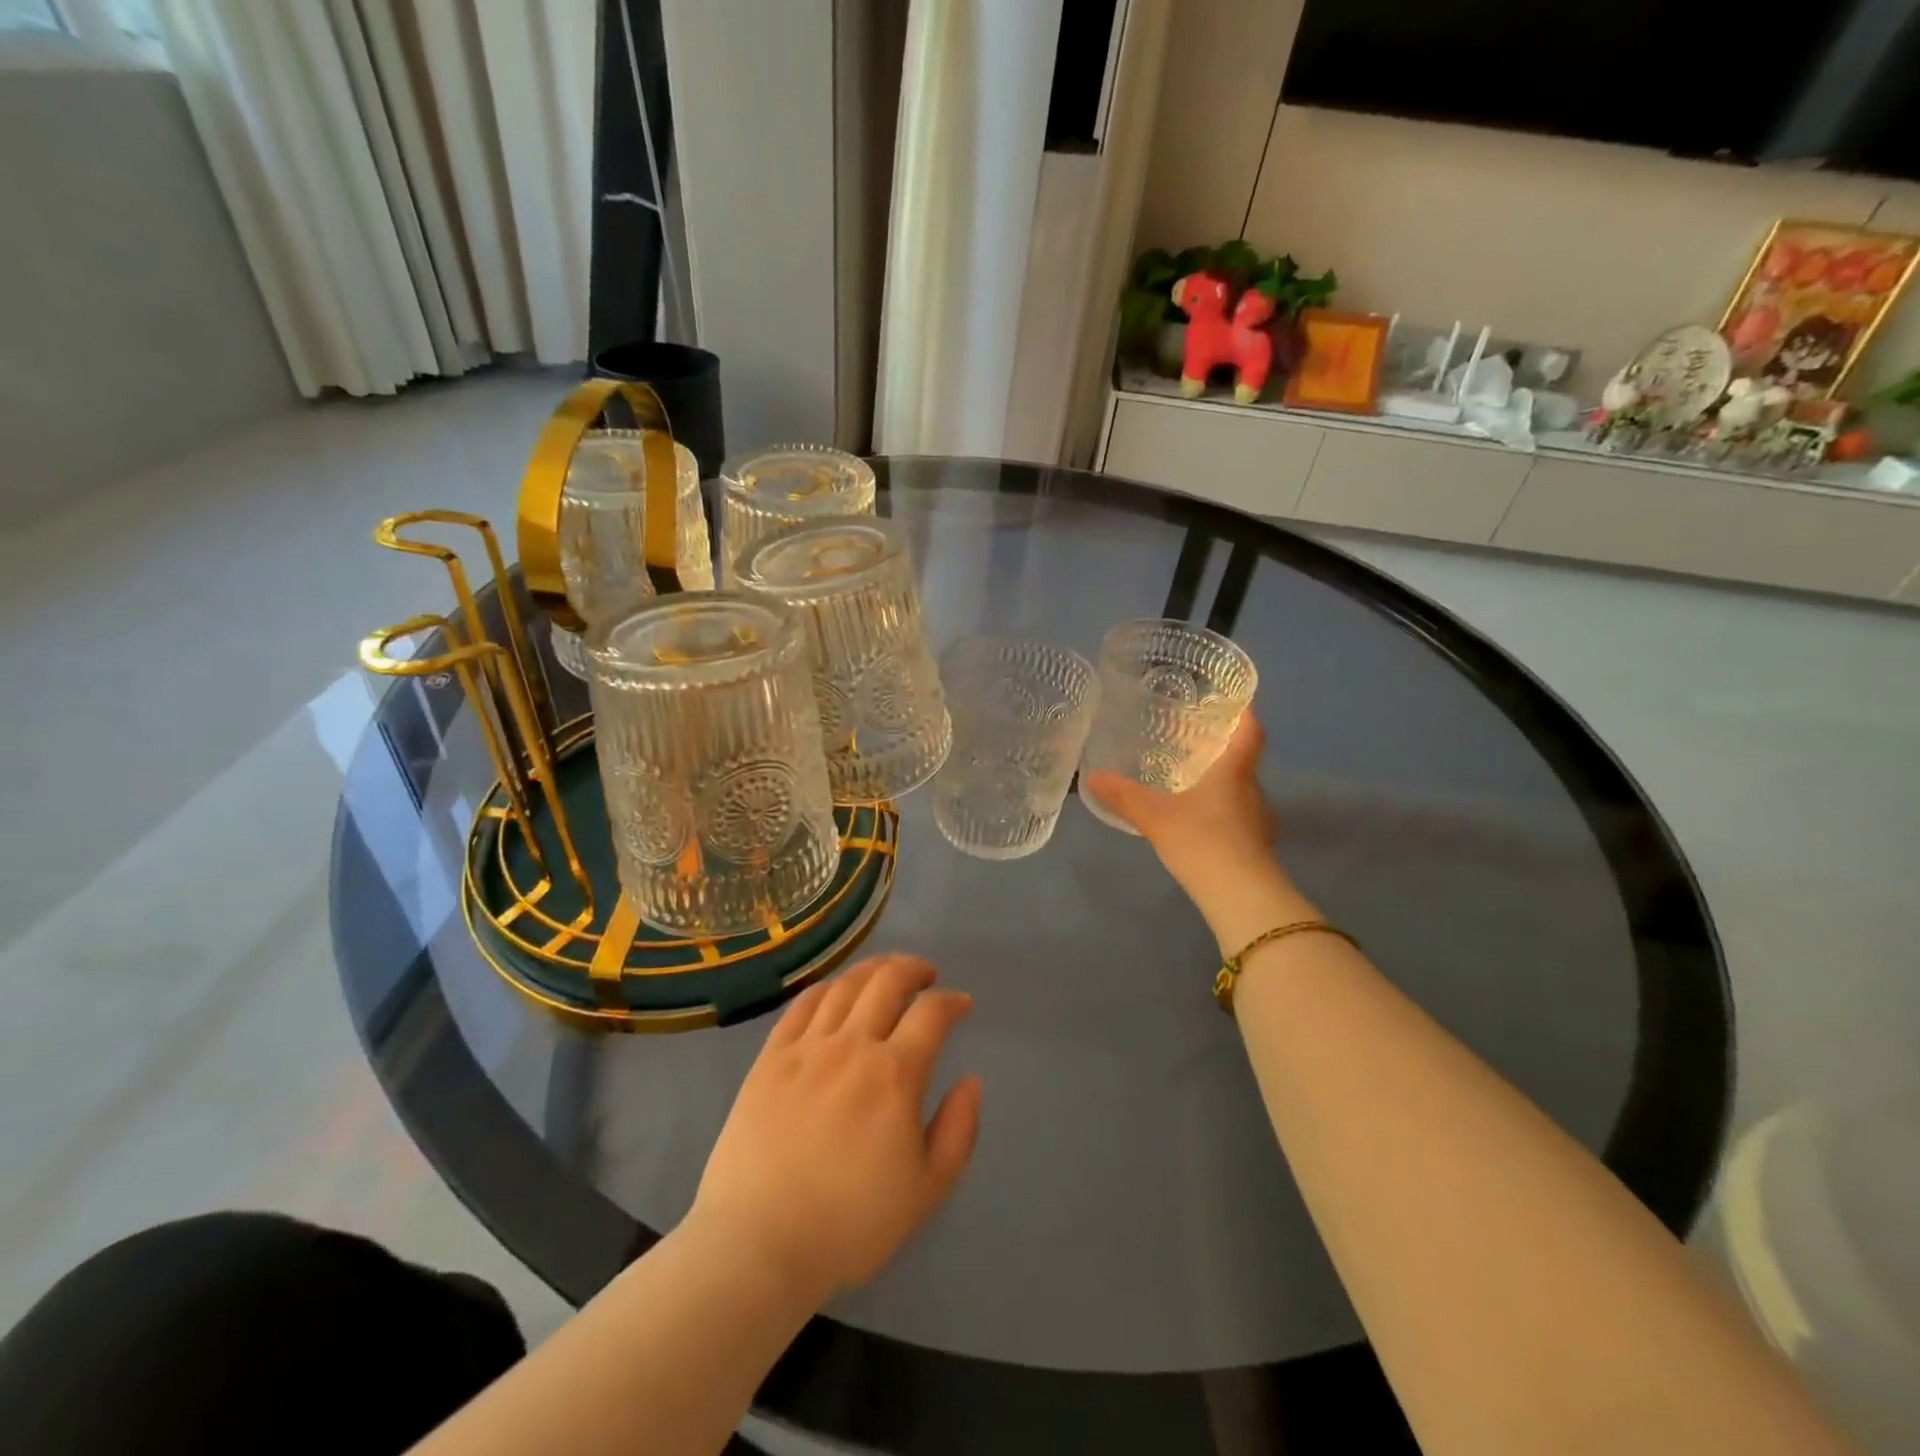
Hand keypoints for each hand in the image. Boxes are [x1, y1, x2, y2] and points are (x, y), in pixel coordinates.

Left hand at [688, 955, 981, 1304]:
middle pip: (887, 982)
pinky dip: (826, 988)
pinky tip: (834, 992)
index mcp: (895, 1074)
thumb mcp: (927, 1190)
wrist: (758, 1244)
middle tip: (926, 975)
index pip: (931, 1013)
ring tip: (885, 972)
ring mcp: (806, 1047)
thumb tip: (970, 1081)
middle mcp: (852, 1045)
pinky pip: (801, 1005)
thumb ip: (958, 1130)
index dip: (951, 1001)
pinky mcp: (770, 1058)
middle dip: (913, 969)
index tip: (961, 1005)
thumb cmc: (850, 1224)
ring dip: (873, 970)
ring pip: (845, 986)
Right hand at [1085, 711, 1278, 897]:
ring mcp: (1259, 822)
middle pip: (1243, 762)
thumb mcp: (1154, 817)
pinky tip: (1200, 824)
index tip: (1234, 701)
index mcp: (1234, 772)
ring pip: (1241, 792)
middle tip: (1193, 743)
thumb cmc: (1202, 842)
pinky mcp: (1257, 848)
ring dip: (1221, 785)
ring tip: (1191, 783)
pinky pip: (1239, 819)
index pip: (1250, 732)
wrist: (1241, 897)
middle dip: (1222, 751)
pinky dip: (1222, 814)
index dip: (1245, 713)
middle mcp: (1253, 791)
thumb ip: (1123, 796)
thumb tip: (1091, 776)